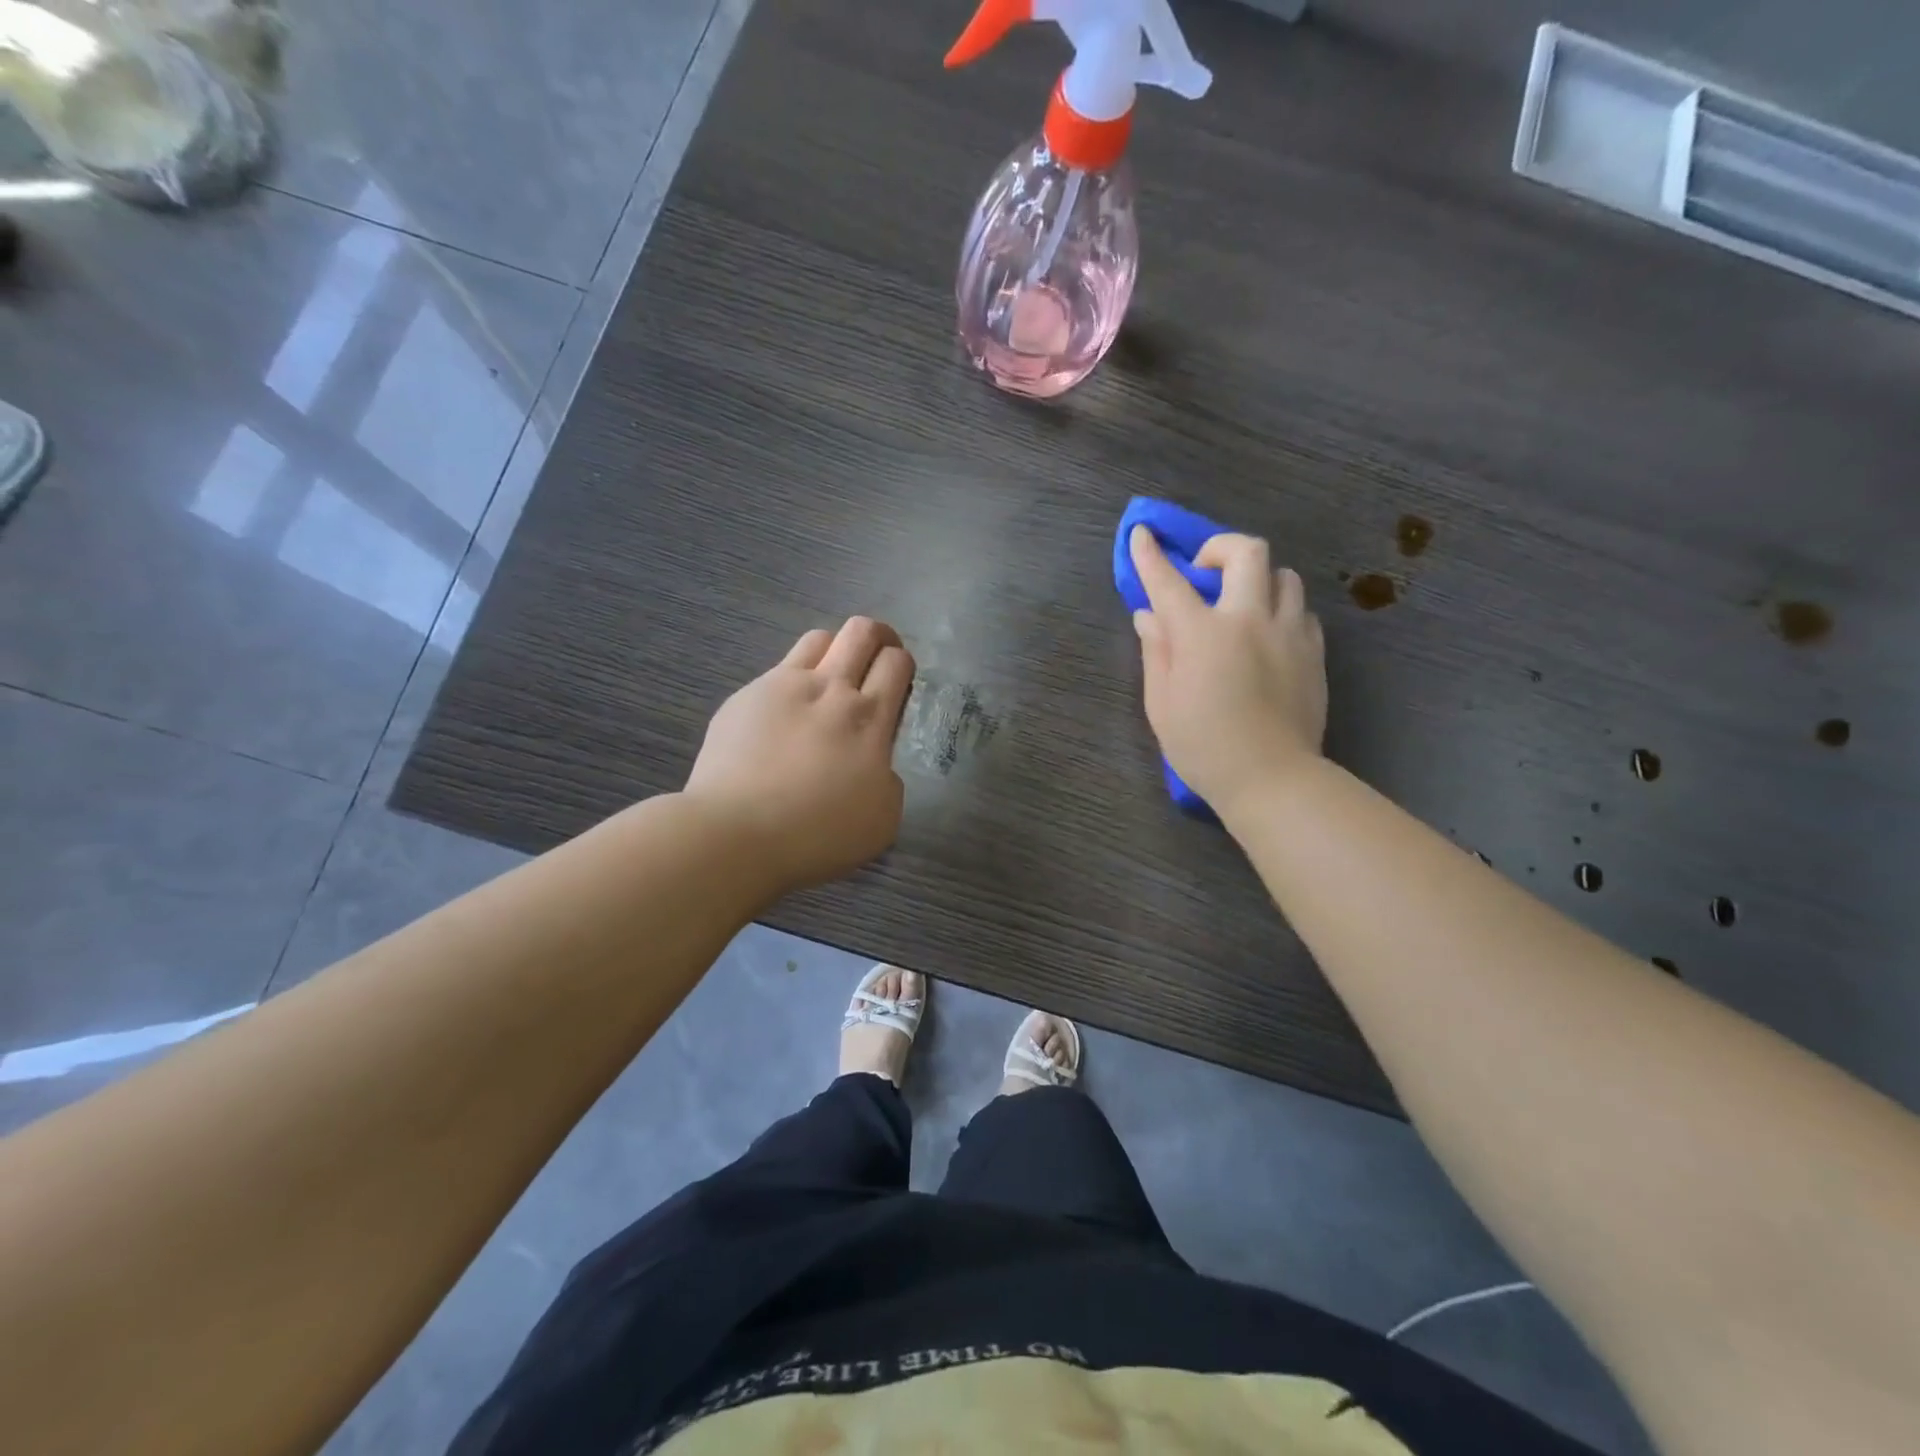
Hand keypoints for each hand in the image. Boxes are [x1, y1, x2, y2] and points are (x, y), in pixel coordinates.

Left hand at [684, 617, 914, 896]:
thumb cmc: (818, 833)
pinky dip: (792, 682)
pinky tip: (784, 717)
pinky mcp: (744, 697)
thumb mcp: (883, 818)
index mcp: (869, 718)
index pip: (896, 663)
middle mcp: (829, 689)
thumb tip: (875, 763)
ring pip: (818, 639)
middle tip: (879, 658)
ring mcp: (782, 686)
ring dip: (835, 650)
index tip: (899, 685)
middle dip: (879, 636)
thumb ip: (888, 778)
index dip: (903, 665)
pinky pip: (777, 671)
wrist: (736, 832)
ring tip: (832, 679)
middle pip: (861, 632)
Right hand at [1129, 526, 1326, 818]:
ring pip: (1283, 575)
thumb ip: (1156, 651)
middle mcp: (1248, 619)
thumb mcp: (1161, 703)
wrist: (1272, 779)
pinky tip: (1269, 635)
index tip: (1142, 533)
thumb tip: (1149, 616)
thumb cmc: (1202, 746)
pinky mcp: (1314, 651)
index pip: (1169, 581)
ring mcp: (1288, 632)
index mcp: (1202, 634)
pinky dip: (1281, 611)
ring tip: (1242, 603)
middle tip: (1205, 571)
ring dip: (1257, 579)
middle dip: (1220, 547)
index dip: (1151, 555)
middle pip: (1246, 552)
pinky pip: (1302, 611)